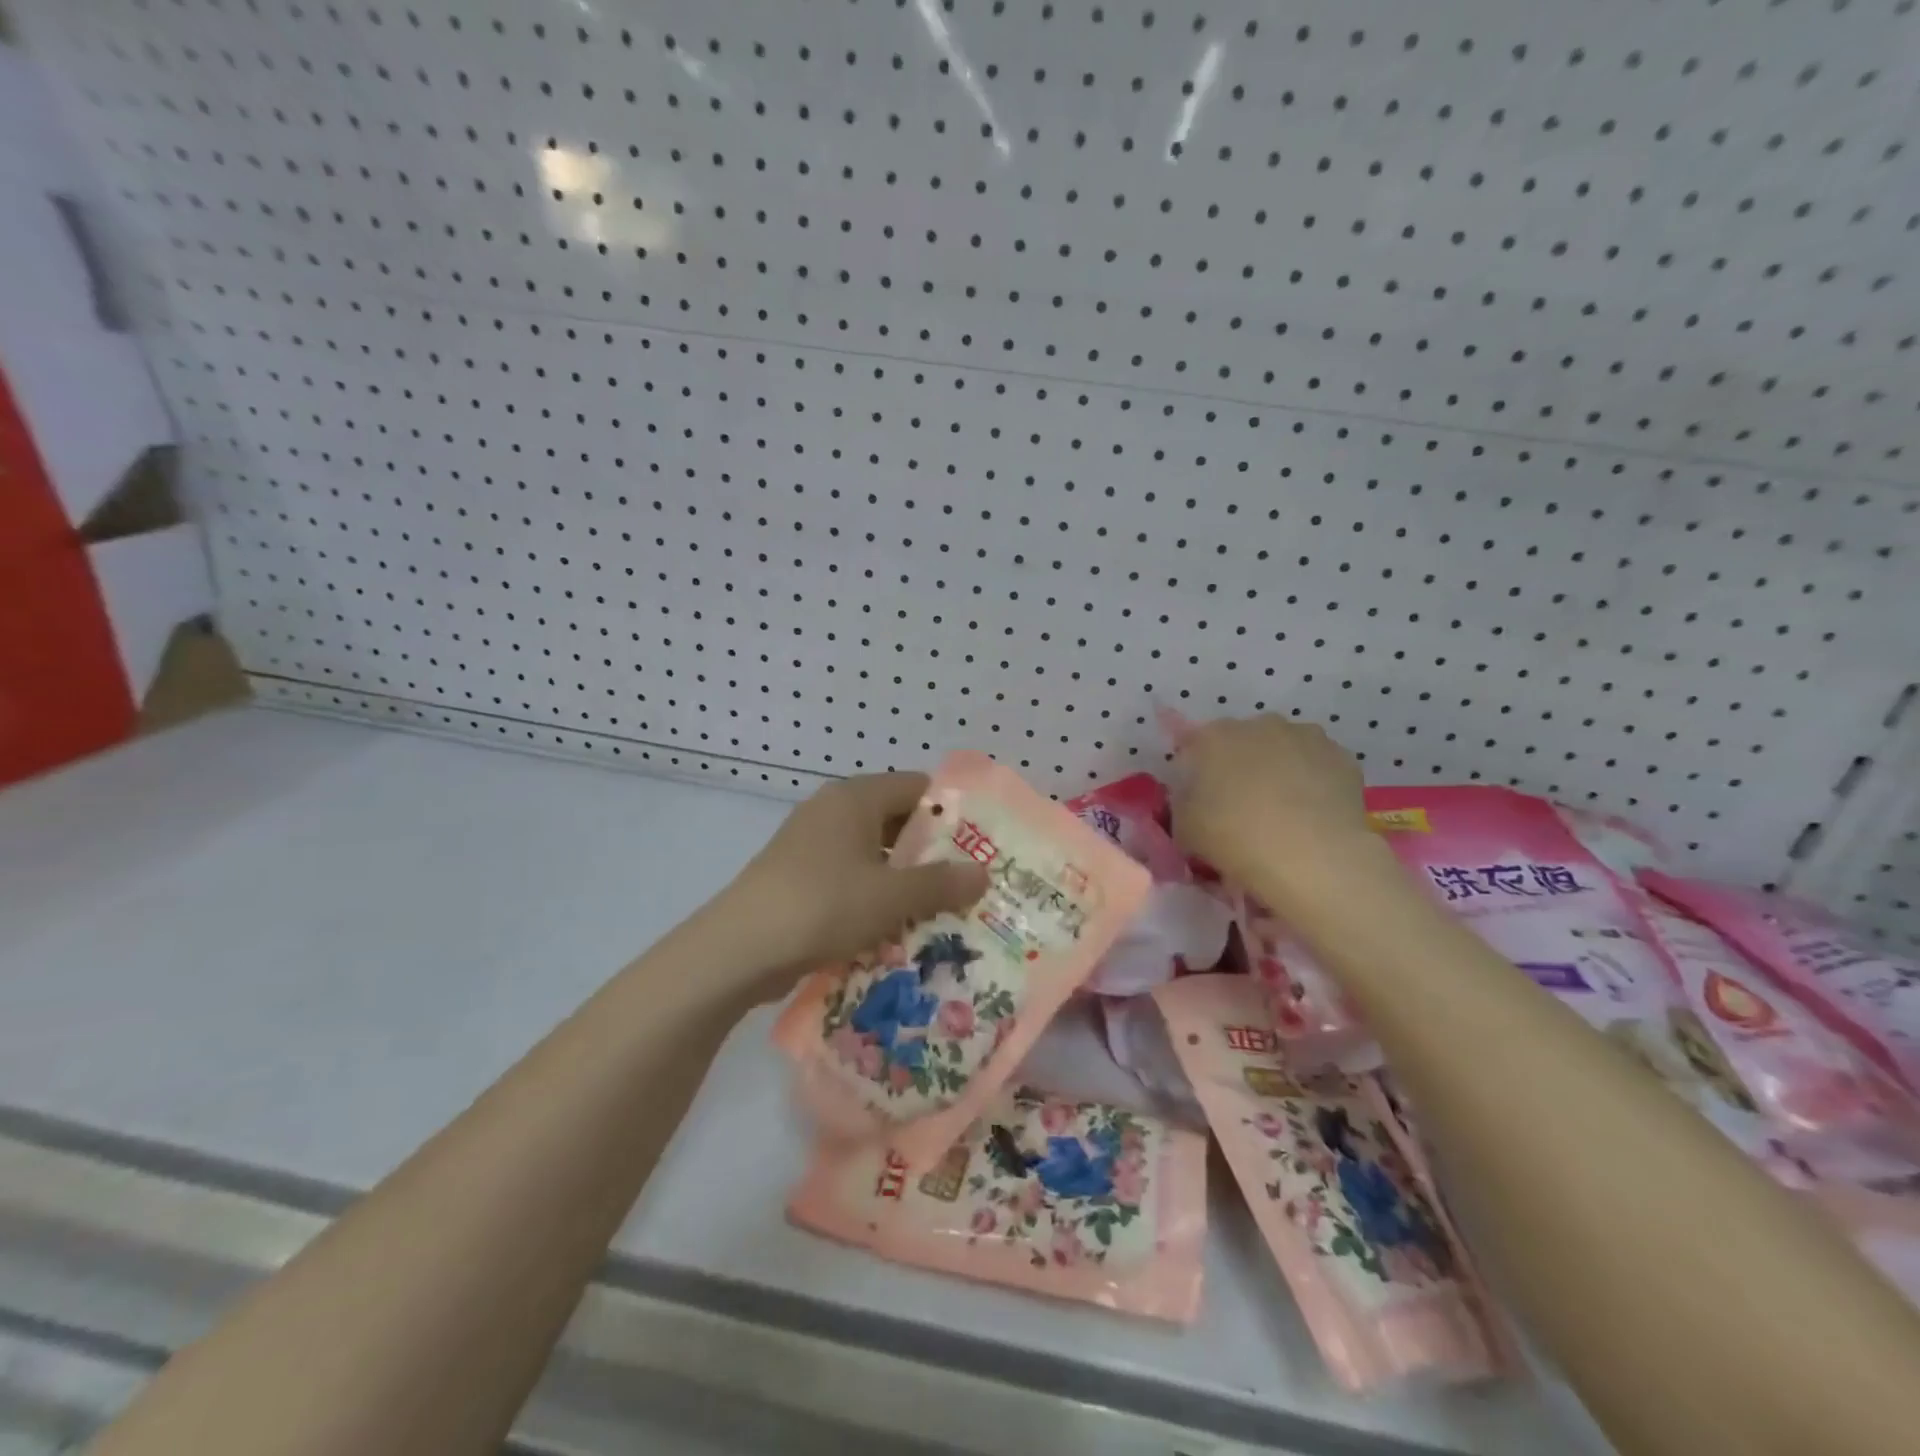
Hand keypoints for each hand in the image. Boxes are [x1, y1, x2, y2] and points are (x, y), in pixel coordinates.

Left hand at [715, 772, 989, 972]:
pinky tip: (894, 929)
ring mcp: (811, 843)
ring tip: (939, 912)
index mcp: (855, 798)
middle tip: (967, 885)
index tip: (980, 847)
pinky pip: (850, 877)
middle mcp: (833, 810)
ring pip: (874, 854)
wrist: (738, 950)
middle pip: (896, 821)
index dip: (951, 814)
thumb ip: (940, 883)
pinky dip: (873, 896)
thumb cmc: (822, 906)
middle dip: (931, 854)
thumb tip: (983, 873)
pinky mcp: (799, 876)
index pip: (917, 787)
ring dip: (903, 880)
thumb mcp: (891, 897)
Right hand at [1171, 715, 1379, 892]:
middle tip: (1240, 805)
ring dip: (1280, 770)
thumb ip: (1183, 806)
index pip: (1195, 745)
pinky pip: (1318, 767)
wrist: (1310, 856)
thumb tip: (1193, 804)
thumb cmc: (1233, 837)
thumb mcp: (1185, 829)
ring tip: (1282, 811)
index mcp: (1214, 737)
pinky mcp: (1342, 757)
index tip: (1200, 799)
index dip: (1196, 771)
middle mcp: (1259, 725)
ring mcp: (1306, 736)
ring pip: (1285, 750)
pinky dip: (1313, 783)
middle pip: (1243, 742)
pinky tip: (1312, 814)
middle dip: (1241, 766)